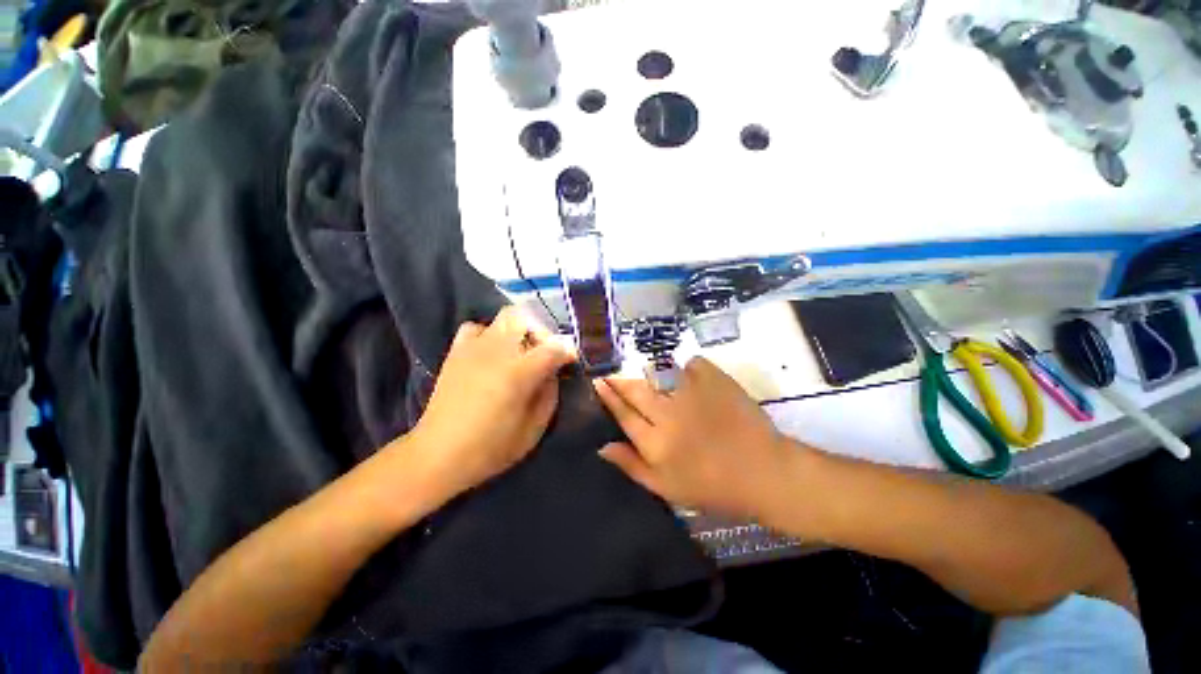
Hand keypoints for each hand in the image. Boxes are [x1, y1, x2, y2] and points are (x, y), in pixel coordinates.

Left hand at [403, 306, 575, 499]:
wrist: (438, 455)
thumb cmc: (491, 447)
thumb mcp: (534, 429)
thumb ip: (550, 395)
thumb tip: (553, 373)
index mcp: (520, 372)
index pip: (555, 346)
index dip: (568, 351)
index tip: (571, 360)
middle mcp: (498, 351)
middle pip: (527, 318)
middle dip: (543, 332)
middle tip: (544, 353)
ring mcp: (475, 347)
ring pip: (504, 317)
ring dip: (519, 331)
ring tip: (519, 353)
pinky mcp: (456, 352)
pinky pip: (475, 328)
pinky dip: (488, 334)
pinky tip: (491, 353)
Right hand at [593, 357, 794, 520]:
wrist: (764, 472)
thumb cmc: (713, 487)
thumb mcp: (667, 488)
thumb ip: (632, 466)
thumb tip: (602, 447)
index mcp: (655, 442)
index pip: (623, 413)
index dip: (609, 396)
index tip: (599, 382)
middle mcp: (668, 414)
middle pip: (636, 390)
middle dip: (620, 380)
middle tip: (613, 374)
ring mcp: (691, 393)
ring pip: (660, 374)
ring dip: (652, 374)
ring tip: (651, 377)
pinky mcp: (714, 380)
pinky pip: (692, 364)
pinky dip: (688, 368)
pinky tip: (690, 375)